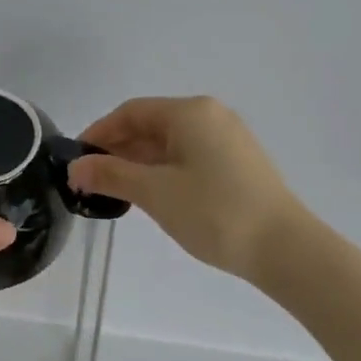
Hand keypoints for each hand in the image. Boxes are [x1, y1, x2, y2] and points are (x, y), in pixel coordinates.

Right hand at [66, 96, 303, 281]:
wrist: (284, 248)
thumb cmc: (214, 212)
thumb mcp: (155, 192)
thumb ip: (111, 175)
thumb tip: (76, 168)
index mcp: (190, 112)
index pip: (131, 112)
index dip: (99, 133)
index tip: (76, 160)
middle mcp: (210, 116)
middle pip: (151, 125)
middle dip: (118, 150)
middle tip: (90, 181)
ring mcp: (228, 140)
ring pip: (170, 143)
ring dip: (139, 163)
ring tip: (115, 192)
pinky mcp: (237, 164)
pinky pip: (189, 157)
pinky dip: (163, 171)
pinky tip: (151, 195)